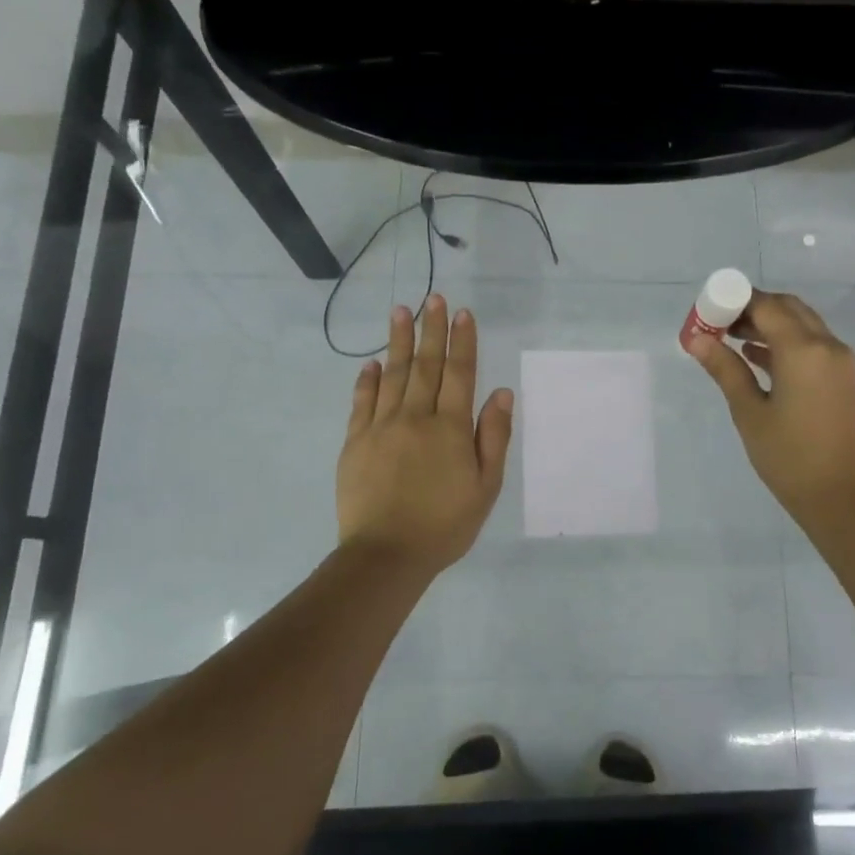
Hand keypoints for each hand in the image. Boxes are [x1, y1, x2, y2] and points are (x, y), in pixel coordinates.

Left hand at [337, 295, 513, 574]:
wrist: (386, 555)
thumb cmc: (444, 525)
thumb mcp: (485, 487)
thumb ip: (493, 437)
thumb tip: (500, 393)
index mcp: (450, 428)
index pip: (459, 374)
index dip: (462, 342)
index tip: (462, 313)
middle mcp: (415, 417)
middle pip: (425, 365)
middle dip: (430, 329)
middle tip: (432, 298)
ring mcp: (380, 427)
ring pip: (392, 375)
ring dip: (397, 342)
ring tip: (400, 311)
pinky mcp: (355, 442)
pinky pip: (362, 402)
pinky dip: (367, 379)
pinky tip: (371, 363)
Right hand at [687, 290, 854, 526]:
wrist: (839, 497)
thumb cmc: (788, 456)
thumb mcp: (749, 411)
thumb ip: (725, 369)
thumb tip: (696, 339)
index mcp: (804, 350)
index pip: (767, 306)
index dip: (735, 302)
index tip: (708, 312)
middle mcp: (827, 345)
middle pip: (788, 308)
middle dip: (753, 308)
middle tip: (719, 323)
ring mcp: (840, 361)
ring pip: (802, 324)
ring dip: (769, 324)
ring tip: (730, 339)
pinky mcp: (842, 378)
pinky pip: (812, 344)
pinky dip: (785, 342)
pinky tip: (755, 357)